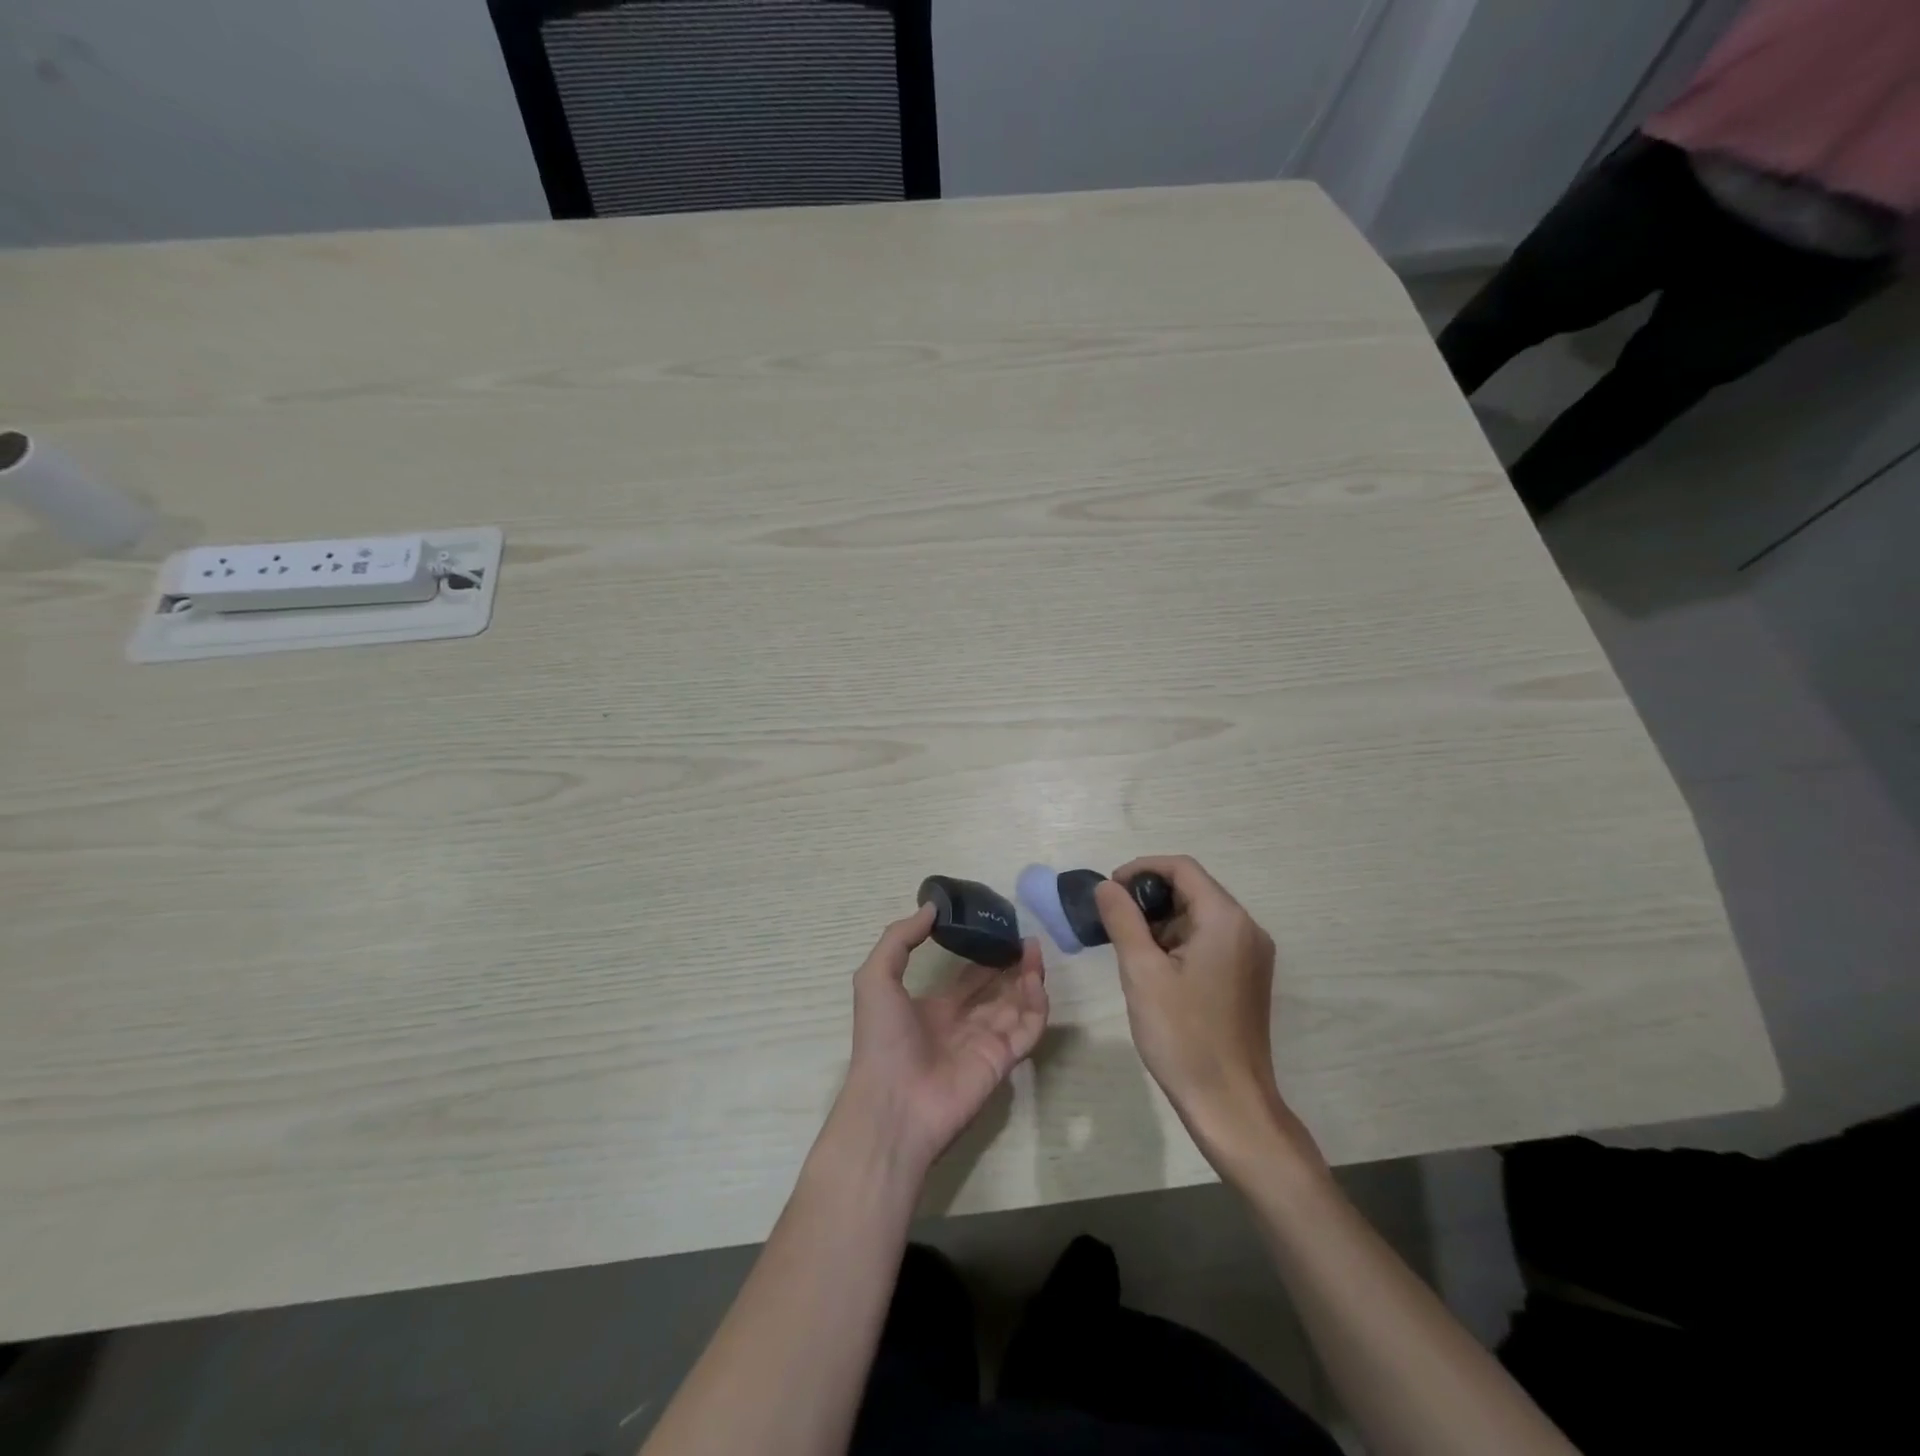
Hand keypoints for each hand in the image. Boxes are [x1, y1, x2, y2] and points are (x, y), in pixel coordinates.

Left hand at [833, 902, 1048, 1175]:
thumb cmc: (882, 1039)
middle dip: (1010, 963)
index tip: (995, 929)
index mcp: (933, 1008)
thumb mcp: (876, 978)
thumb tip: (932, 907)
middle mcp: (962, 1024)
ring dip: (1028, 977)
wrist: (893, 1104)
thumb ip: (900, 938)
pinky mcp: (1003, 1060)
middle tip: (1023, 937)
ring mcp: (985, 1042)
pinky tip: (1035, 979)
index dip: (981, 954)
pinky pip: (1028, 1029)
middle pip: (995, 989)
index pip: (966, 978)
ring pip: (1016, 1004)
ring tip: (1034, 949)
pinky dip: (1037, 1005)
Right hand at [1094, 856, 1311, 1168]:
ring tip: (1130, 948)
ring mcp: (1252, 955)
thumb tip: (1107, 886)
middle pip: (1193, 889)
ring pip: (1200, 916)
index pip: (1182, 868)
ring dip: (1163, 922)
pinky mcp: (1248, 977)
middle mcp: (1247, 928)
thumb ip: (1122, 920)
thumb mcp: (1141, 972)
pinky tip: (1156, 969)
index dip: (1141, 869)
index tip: (1109, 891)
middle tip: (1114, 921)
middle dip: (1150, 898)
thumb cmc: (1183, 1035)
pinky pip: (1211, 940)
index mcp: (1226, 920)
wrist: (1230, 1104)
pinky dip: (1179, 942)